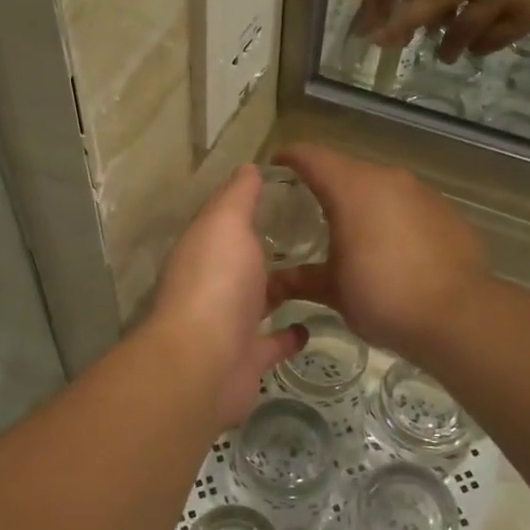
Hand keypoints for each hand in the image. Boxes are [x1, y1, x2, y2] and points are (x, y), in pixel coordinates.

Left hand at [150, 165, 306, 428]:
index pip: (227, 221)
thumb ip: (238, 196)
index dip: (251, 206)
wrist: (205, 363)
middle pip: (244, 261)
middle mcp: (214, 283)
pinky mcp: (248, 358)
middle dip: (270, 249)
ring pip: (259, 300)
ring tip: (324, 273)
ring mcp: (229, 324)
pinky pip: (273, 342)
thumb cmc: (216, 282)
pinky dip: (291, 334)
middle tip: (316, 232)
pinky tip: (314, 324)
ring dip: (283, 289)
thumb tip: (248, 166)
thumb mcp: (226, 223)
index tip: (289, 193)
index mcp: (205, 248)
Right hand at [266, 145, 490, 363]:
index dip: (289, 158)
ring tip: (349, 229)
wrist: (459, 316)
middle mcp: (387, 179)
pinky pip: (408, 205)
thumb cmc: (383, 296)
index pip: (312, 156)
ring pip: (380, 186)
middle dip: (325, 183)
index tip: (275, 168)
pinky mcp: (447, 212)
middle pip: (347, 168)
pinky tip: (390, 247)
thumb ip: (300, 279)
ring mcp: (422, 193)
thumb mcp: (333, 291)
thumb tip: (270, 283)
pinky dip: (392, 216)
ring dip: (361, 200)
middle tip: (306, 207)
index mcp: (352, 188)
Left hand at [365, 0, 529, 60]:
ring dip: (446, 46)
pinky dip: (478, 48)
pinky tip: (475, 49)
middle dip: (404, 23)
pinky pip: (489, 41)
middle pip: (434, 0)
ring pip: (461, 29)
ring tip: (440, 55)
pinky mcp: (524, 17)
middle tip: (383, 41)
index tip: (369, 1)